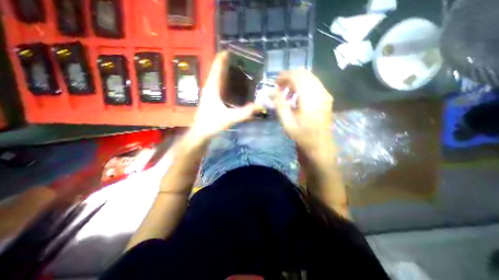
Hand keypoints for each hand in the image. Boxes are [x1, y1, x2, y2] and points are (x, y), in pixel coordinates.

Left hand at [188, 52, 255, 142]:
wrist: (201, 133)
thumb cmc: (211, 123)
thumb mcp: (229, 118)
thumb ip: (244, 113)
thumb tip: (259, 106)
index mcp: (212, 86)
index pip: (217, 65)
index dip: (225, 56)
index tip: (236, 50)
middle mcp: (211, 86)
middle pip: (220, 69)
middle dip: (231, 64)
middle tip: (245, 62)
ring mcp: (211, 92)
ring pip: (220, 78)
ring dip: (230, 73)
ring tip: (244, 71)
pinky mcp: (213, 98)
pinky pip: (222, 86)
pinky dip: (229, 83)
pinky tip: (238, 86)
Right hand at [271, 70, 337, 158]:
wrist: (320, 145)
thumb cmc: (302, 135)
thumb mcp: (287, 121)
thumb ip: (279, 104)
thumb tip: (271, 91)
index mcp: (310, 98)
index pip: (297, 76)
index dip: (285, 76)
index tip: (275, 82)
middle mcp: (320, 92)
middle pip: (305, 74)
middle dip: (290, 76)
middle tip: (280, 86)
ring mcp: (325, 94)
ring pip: (310, 78)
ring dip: (297, 80)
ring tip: (287, 91)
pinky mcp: (326, 98)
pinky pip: (314, 84)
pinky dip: (304, 85)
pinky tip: (297, 95)